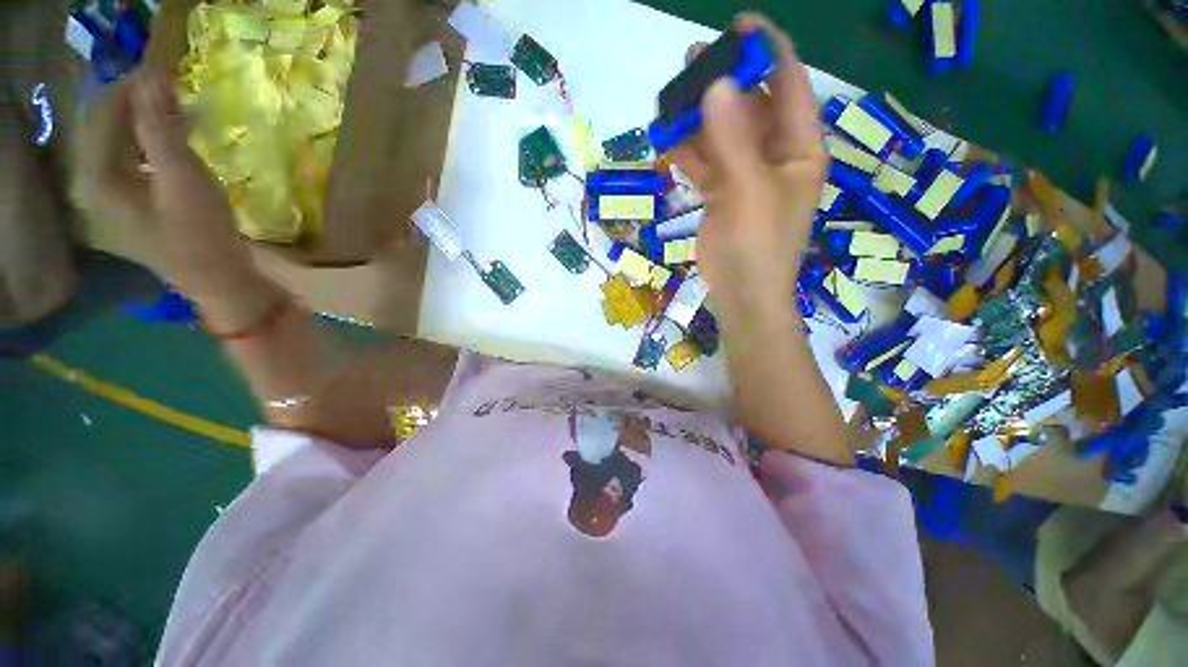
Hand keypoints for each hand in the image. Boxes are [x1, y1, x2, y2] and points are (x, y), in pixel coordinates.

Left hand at [75, 69, 256, 301]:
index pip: (104, 113)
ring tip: (178, 112)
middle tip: (175, 91)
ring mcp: (113, 194)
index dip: (132, 88)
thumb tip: (153, 78)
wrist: (219, 280)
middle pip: (108, 125)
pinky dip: (152, 142)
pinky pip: (133, 157)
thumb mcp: (183, 179)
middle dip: (139, 103)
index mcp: (98, 176)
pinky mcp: (133, 201)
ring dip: (147, 121)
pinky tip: (175, 142)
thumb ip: (162, 128)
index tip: (166, 72)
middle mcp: (95, 181)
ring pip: (121, 140)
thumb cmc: (201, 234)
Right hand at [671, 14, 826, 314]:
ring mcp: (745, 176)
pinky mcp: (721, 195)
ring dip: (700, 118)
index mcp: (799, 148)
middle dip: (725, 83)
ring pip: (722, 135)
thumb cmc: (758, 246)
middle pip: (751, 106)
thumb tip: (716, 85)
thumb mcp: (750, 190)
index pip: (789, 86)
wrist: (741, 295)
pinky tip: (668, 140)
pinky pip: (705, 164)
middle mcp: (776, 155)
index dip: (768, 51)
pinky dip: (688, 152)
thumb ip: (733, 140)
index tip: (738, 25)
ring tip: (672, 99)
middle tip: (692, 61)